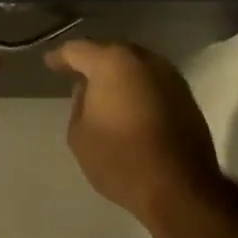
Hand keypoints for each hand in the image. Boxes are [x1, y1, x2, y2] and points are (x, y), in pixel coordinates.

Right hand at [46, 40, 223, 222]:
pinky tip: (128, 104)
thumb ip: (78, 105)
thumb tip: (87, 90)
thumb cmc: (120, 159)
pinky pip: (152, 83)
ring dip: (118, 75)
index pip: (79, 50)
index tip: (50, 63)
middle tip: (76, 74)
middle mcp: (145, 61)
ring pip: (136, 66)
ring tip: (102, 90)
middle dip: (93, 61)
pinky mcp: (186, 97)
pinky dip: (137, 88)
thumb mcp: (79, 135)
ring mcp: (170, 77)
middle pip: (112, 52)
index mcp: (113, 63)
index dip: (61, 56)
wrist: (178, 187)